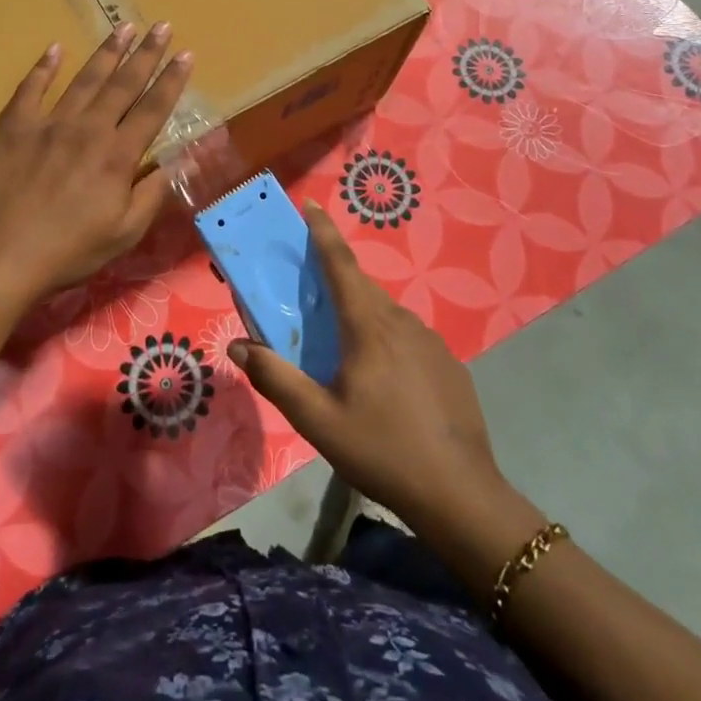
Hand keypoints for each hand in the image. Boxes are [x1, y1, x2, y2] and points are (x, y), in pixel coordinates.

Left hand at [0, 23, 193, 301]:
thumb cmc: (66, 251)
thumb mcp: (123, 233)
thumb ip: (152, 194)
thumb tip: (179, 162)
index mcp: (117, 155)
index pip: (153, 109)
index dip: (171, 81)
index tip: (186, 54)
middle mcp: (88, 129)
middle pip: (123, 84)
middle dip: (146, 54)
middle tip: (162, 27)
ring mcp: (49, 123)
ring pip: (84, 79)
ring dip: (107, 52)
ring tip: (124, 28)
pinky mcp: (14, 126)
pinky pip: (32, 88)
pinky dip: (44, 67)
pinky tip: (55, 48)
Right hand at [228, 204, 533, 539]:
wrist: (461, 495)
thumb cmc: (382, 451)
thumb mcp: (318, 421)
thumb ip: (276, 379)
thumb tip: (238, 347)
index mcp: (368, 326)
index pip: (340, 263)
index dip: (322, 232)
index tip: (311, 205)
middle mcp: (402, 321)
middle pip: (361, 287)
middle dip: (334, 278)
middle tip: (309, 290)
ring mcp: (432, 341)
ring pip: (385, 314)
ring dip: (360, 316)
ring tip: (343, 348)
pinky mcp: (449, 364)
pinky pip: (408, 338)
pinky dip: (387, 341)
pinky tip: (384, 382)